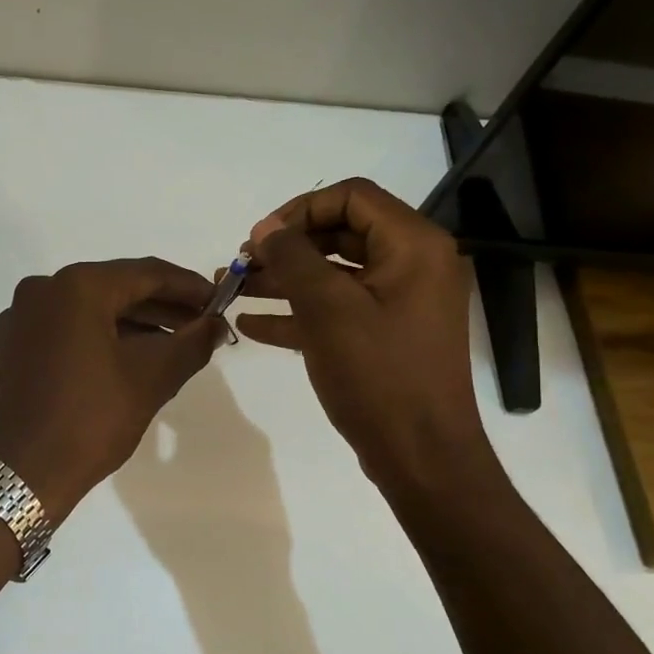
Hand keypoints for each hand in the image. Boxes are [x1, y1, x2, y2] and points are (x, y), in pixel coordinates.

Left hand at [0, 259, 227, 519]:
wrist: (17, 476)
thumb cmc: (90, 421)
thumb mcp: (151, 380)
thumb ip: (191, 343)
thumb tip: (215, 324)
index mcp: (76, 288)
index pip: (146, 273)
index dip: (188, 286)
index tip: (218, 301)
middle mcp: (39, 292)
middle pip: (111, 290)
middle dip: (158, 308)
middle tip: (195, 325)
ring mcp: (13, 321)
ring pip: (81, 313)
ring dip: (124, 327)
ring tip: (162, 349)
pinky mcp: (0, 351)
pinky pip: (54, 335)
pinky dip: (87, 343)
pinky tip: (109, 368)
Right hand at [236, 178, 489, 482]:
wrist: (420, 456)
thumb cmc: (378, 374)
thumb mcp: (327, 309)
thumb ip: (293, 258)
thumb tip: (267, 227)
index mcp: (412, 245)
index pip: (351, 197)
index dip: (299, 209)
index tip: (259, 238)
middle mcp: (411, 265)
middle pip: (339, 234)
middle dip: (286, 247)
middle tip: (241, 264)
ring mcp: (398, 302)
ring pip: (333, 274)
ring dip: (283, 279)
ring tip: (233, 289)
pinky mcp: (384, 335)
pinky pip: (337, 310)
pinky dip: (298, 313)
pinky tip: (251, 324)